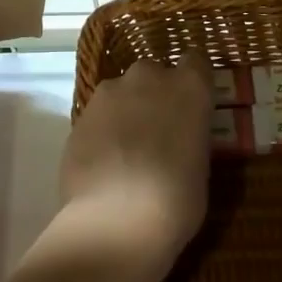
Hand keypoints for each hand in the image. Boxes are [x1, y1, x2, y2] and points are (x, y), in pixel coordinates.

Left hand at [59, 59, 211, 279]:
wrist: (115, 220)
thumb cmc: (176, 200)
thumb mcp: (201, 167)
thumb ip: (190, 137)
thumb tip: (180, 138)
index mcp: (189, 87)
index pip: (197, 62)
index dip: (194, 81)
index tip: (193, 103)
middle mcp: (148, 77)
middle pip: (154, 74)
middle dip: (156, 94)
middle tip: (159, 130)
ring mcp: (109, 93)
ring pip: (122, 92)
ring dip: (127, 110)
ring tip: (127, 149)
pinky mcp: (80, 113)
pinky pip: (99, 114)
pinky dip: (103, 129)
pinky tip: (105, 161)